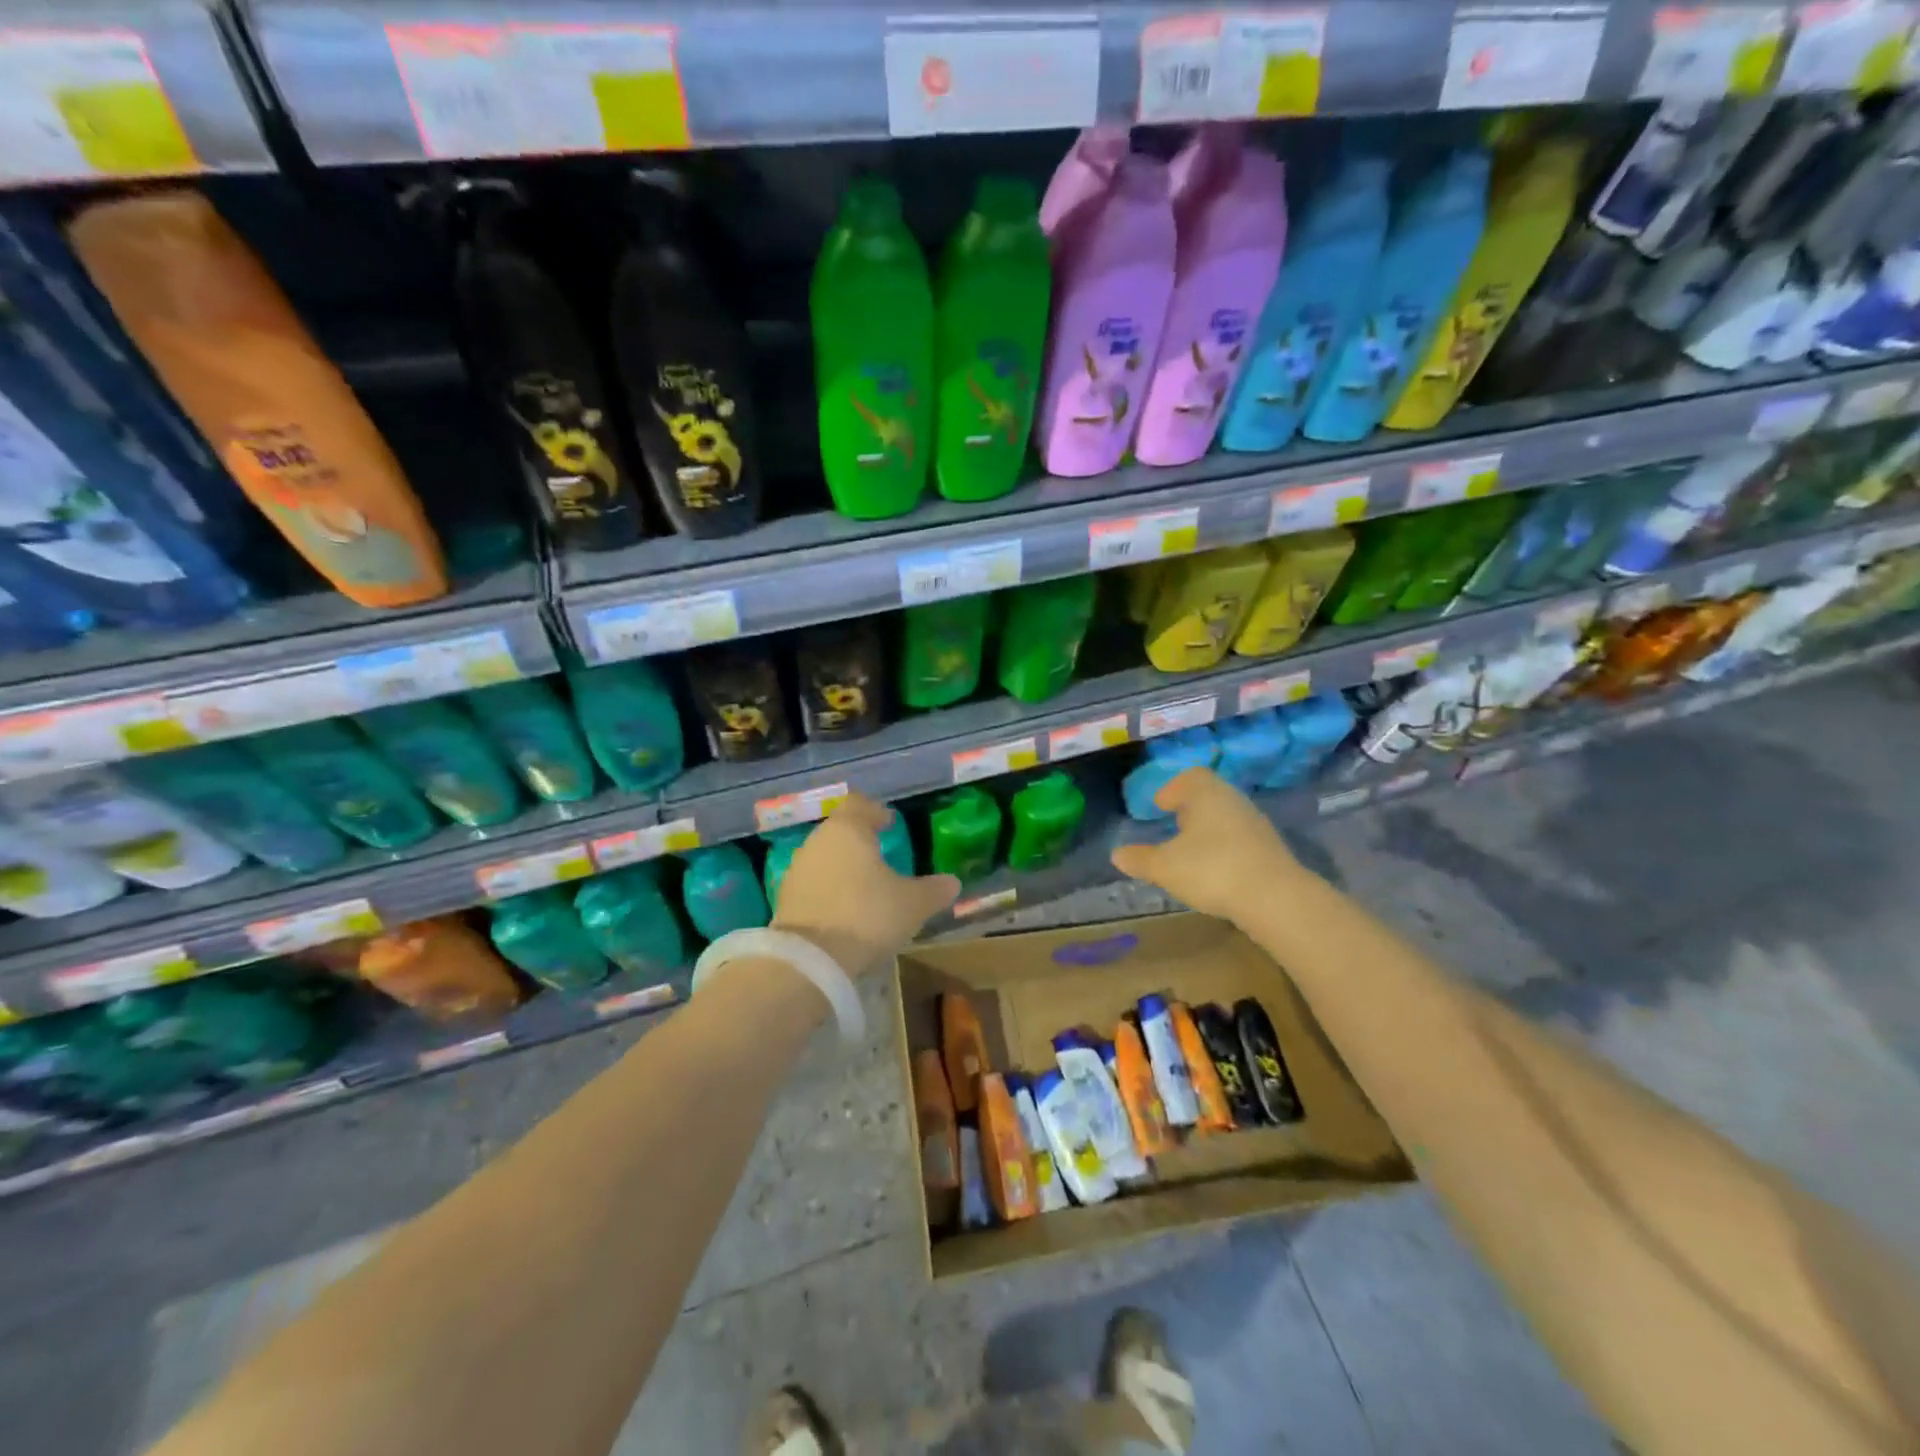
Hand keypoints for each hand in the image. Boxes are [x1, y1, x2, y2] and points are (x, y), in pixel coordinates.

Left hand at [773, 792, 960, 975]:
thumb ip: (934, 890)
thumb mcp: (912, 904)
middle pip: (840, 831)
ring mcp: (797, 870)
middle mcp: (818, 842)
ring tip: (864, 886)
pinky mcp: (785, 899)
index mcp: (848, 830)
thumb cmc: (867, 915)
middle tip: (881, 856)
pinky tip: (844, 909)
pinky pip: (813, 884)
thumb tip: (952, 882)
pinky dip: (829, 889)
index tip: (889, 822)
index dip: (876, 811)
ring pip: (825, 857)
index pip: (859, 805)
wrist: (811, 960)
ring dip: (843, 867)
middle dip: (860, 841)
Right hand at [1109, 767, 1299, 922]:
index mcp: (1206, 794)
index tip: (1160, 805)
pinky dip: (1224, 846)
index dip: (1172, 788)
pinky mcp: (1269, 849)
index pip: (1190, 777)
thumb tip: (1117, 854)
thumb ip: (1139, 859)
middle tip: (1172, 824)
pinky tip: (1215, 869)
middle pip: (1209, 795)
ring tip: (1191, 850)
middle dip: (1190, 808)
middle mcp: (1233, 800)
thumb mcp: (1165, 867)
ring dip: (1208, 828)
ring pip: (1226, 816)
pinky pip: (1240, 837)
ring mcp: (1255, 824)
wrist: (1275, 898)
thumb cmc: (1212, 870)